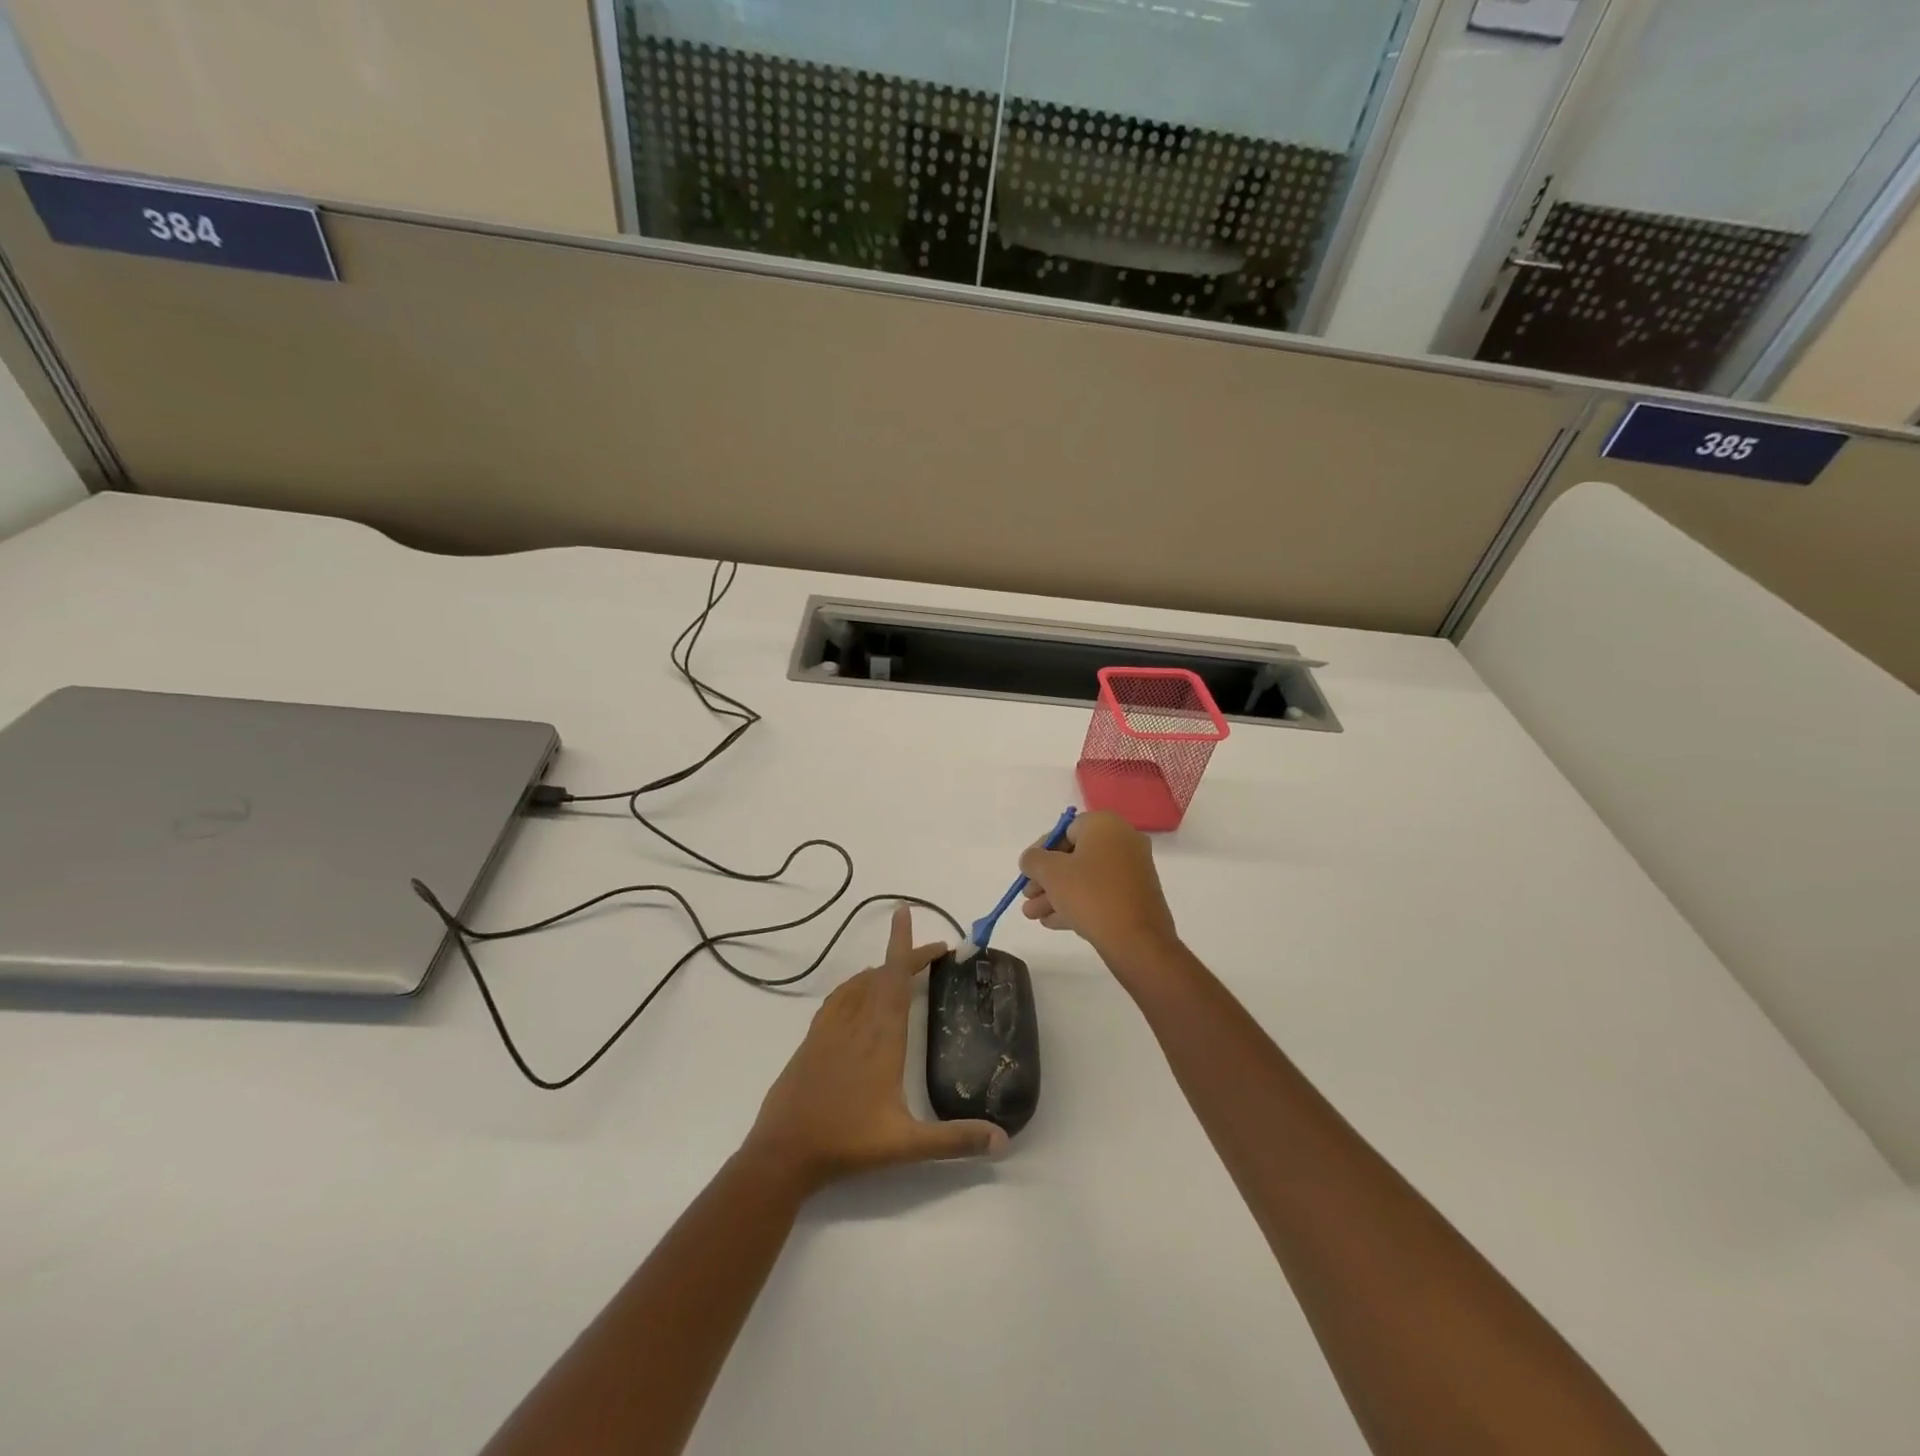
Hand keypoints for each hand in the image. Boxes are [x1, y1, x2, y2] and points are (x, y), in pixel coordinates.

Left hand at [741, 905, 1006, 1195]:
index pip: (895, 978)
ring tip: (903, 970)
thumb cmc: (847, 1143)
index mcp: (881, 1037)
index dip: (904, 945)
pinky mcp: (812, 1039)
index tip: (907, 914)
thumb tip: (1004, 1141)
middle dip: (907, 956)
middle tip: (935, 952)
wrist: (783, 1152)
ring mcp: (830, 1029)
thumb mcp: (907, 1144)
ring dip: (883, 970)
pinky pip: (839, 998)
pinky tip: (860, 995)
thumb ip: (955, 1140)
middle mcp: (856, 1023)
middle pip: (882, 975)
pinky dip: (856, 985)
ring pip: (859, 984)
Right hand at [1018, 811, 1179, 958]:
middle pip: (1074, 856)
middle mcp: (1122, 841)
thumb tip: (1031, 859)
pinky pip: (1100, 893)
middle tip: (1027, 897)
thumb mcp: (1051, 873)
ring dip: (1056, 895)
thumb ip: (1033, 860)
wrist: (1137, 940)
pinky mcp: (1136, 896)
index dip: (1040, 851)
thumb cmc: (1090, 894)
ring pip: (1085, 878)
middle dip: (1046, 878)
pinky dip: (1077, 903)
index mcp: (1105, 825)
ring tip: (1032, 916)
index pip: (1064, 831)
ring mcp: (1132, 870)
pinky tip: (1053, 922)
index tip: (1027, 872)